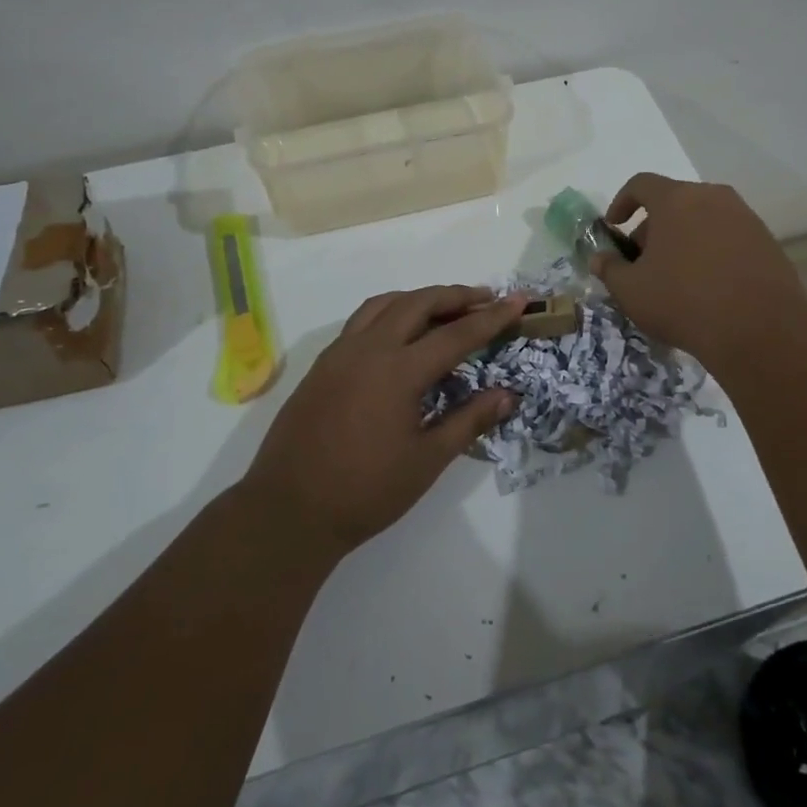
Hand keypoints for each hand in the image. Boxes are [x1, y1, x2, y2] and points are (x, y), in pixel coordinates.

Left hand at [237, 286, 527, 555]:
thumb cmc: (365, 491)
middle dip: (456, 296)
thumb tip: (508, 395)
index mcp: (398, 371)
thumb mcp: (427, 460)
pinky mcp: (322, 364)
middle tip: (485, 299)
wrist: (289, 509)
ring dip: (419, 298)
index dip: (491, 317)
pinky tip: (399, 333)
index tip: (517, 301)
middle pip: (419, 303)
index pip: (456, 334)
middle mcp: (369, 349)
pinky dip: (389, 312)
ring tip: (444, 307)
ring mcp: (340, 353)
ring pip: (385, 304)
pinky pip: (361, 321)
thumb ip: (469, 420)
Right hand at [592, 174, 806, 372]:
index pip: (641, 184)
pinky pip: (728, 237)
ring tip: (675, 277)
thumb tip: (601, 258)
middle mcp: (713, 197)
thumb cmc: (684, 302)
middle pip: (673, 201)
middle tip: (643, 262)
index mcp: (676, 199)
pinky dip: (711, 252)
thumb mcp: (631, 291)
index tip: (614, 228)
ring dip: (683, 239)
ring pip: (703, 219)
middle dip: (652, 228)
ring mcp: (745, 218)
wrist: (761, 331)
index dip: (621, 202)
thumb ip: (610, 269)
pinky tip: (708, 287)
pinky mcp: (767, 242)